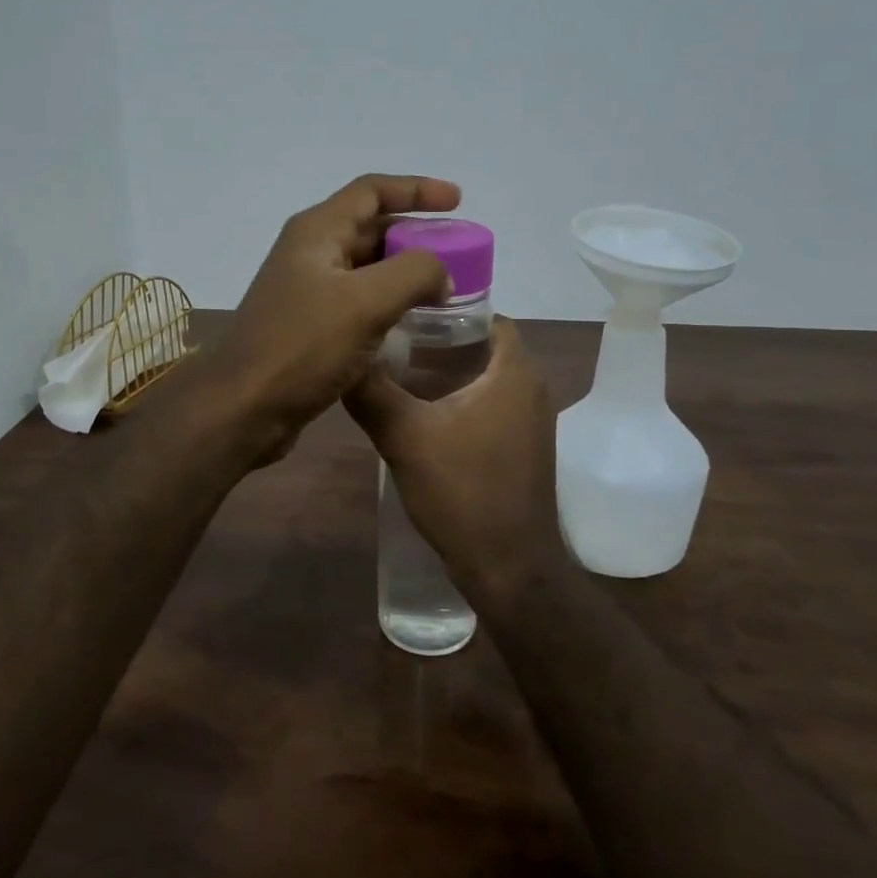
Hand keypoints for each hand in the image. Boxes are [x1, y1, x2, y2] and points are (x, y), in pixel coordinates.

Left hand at [205, 174, 461, 464]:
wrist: (244, 407)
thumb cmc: (303, 346)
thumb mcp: (366, 302)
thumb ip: (414, 272)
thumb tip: (441, 272)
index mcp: (316, 232)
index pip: (372, 191)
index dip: (416, 189)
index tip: (458, 201)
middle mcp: (309, 253)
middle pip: (370, 227)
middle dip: (415, 234)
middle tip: (458, 252)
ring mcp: (306, 291)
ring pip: (365, 267)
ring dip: (403, 271)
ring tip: (444, 287)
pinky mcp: (308, 326)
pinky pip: (357, 301)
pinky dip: (387, 302)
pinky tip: (412, 321)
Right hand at [345, 317, 567, 592]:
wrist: (508, 567)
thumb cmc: (462, 491)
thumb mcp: (405, 436)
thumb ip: (372, 392)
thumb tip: (344, 356)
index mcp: (514, 374)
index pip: (490, 317)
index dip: (450, 310)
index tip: (408, 312)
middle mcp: (532, 390)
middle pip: (487, 347)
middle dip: (443, 341)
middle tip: (396, 340)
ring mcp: (532, 423)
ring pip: (488, 379)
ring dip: (451, 372)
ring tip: (401, 372)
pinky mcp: (523, 449)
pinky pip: (493, 406)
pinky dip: (462, 399)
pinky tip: (423, 413)